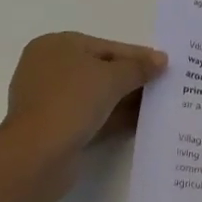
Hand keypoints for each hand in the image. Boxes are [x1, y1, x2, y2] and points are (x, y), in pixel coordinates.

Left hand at [1, 31, 166, 162]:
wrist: (37, 156)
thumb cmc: (72, 101)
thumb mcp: (113, 77)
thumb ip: (139, 67)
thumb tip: (161, 60)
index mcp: (55, 45)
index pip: (105, 47)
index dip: (136, 56)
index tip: (163, 65)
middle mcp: (47, 68)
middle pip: (100, 70)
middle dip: (131, 79)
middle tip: (162, 86)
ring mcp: (48, 100)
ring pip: (95, 96)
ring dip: (123, 101)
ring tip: (157, 106)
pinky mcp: (52, 129)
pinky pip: (89, 117)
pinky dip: (112, 118)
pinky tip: (138, 124)